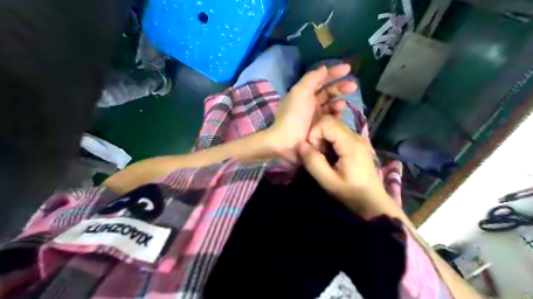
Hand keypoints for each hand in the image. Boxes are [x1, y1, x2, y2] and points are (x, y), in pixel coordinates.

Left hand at [266, 65, 356, 163]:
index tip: (348, 69)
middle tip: (354, 87)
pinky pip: (331, 119)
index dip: (333, 73)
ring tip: (342, 105)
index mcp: (303, 93)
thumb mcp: (300, 92)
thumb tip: (324, 68)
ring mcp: (315, 116)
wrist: (287, 142)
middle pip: (328, 92)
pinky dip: (337, 115)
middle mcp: (310, 103)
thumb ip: (312, 78)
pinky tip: (339, 115)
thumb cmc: (293, 115)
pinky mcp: (320, 128)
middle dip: (340, 87)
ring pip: (331, 105)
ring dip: (338, 102)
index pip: (320, 79)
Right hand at [298, 115, 390, 216]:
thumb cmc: (351, 193)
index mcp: (350, 143)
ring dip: (324, 139)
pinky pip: (339, 134)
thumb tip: (300, 145)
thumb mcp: (328, 181)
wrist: (372, 202)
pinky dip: (330, 141)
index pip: (326, 123)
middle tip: (318, 154)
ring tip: (324, 156)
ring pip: (334, 127)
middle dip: (318, 136)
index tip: (314, 152)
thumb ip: (313, 162)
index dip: (314, 134)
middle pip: (330, 122)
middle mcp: (356, 136)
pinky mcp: (358, 143)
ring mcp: (358, 138)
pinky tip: (332, 156)